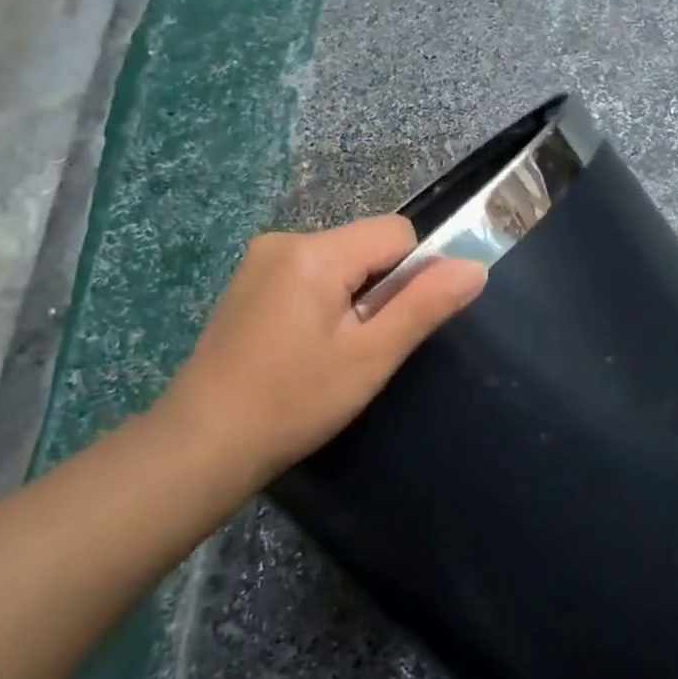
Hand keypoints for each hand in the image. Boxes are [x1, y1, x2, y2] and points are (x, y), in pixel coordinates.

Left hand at [158, 216, 486, 494]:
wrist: (201, 445)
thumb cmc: (294, 402)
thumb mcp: (371, 357)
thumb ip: (425, 305)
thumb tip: (475, 267)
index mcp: (314, 251)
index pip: (397, 233)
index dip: (413, 275)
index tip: (395, 325)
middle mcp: (284, 240)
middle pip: (367, 245)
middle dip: (380, 289)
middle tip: (361, 348)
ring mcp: (259, 261)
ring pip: (340, 263)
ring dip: (353, 298)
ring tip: (330, 354)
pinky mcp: (247, 285)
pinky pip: (309, 276)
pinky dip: (324, 303)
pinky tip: (303, 349)